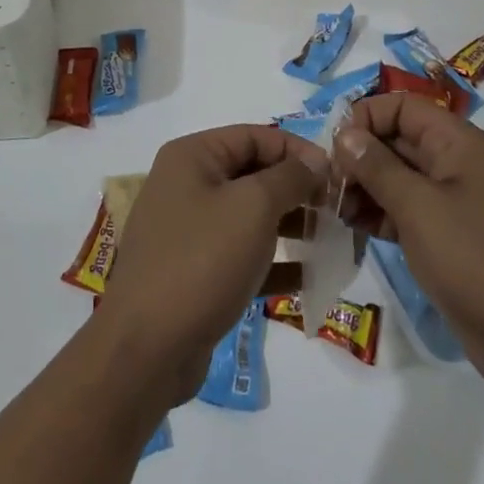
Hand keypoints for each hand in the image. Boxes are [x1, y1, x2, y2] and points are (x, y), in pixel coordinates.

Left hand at [96, 125, 324, 406]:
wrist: (147, 347)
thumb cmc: (202, 260)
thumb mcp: (253, 207)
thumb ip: (290, 177)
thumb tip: (316, 161)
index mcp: (192, 156)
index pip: (254, 136)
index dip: (297, 150)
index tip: (336, 175)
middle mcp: (187, 185)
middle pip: (252, 174)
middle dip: (296, 189)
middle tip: (336, 210)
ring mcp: (189, 230)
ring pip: (250, 216)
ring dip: (290, 225)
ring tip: (329, 240)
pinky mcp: (195, 272)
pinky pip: (242, 255)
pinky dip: (273, 261)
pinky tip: (309, 277)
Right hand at [335, 94, 483, 397]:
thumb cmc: (473, 258)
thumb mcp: (418, 206)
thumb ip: (377, 166)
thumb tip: (345, 134)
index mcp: (457, 143)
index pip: (403, 106)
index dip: (366, 117)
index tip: (335, 148)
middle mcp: (455, 163)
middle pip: (397, 140)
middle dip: (359, 155)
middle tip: (326, 184)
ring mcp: (451, 202)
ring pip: (396, 177)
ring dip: (363, 186)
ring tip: (334, 208)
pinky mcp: (445, 236)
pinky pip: (404, 210)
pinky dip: (377, 213)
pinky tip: (351, 226)